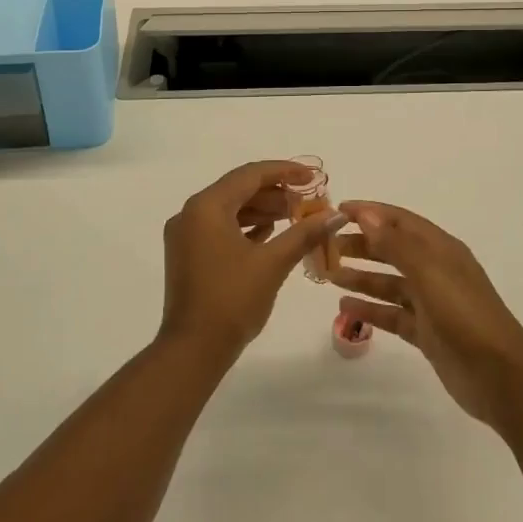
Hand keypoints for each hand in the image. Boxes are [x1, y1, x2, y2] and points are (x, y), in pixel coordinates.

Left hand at [160, 160, 346, 359]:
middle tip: (308, 200)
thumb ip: (305, 233)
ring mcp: (186, 235)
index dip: (285, 172)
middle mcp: (191, 213)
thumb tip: (337, 215)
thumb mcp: (273, 263)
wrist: (193, 350)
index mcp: (206, 206)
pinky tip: (271, 233)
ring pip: (229, 209)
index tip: (313, 176)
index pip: (250, 175)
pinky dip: (246, 226)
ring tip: (296, 216)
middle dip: (275, 192)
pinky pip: (220, 228)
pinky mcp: (188, 255)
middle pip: (238, 189)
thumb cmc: (232, 300)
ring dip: (262, 210)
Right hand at [328, 202, 522, 426]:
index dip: (371, 213)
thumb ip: (397, 245)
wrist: (500, 377)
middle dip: (361, 244)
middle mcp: (436, 271)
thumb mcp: (430, 273)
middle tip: (326, 247)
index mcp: (441, 250)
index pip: (400, 221)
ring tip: (329, 275)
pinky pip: (392, 314)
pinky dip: (370, 309)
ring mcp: (431, 303)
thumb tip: (368, 215)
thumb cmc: (465, 316)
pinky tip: (345, 308)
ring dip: (361, 276)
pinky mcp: (426, 333)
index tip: (337, 211)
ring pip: (389, 283)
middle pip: (393, 249)